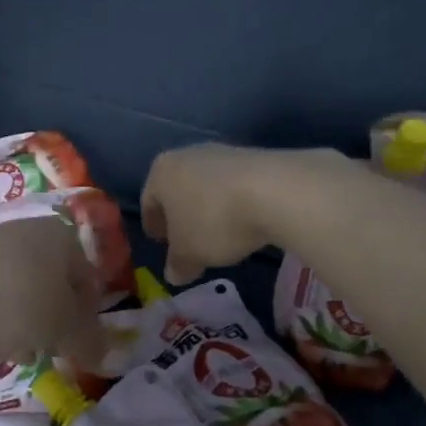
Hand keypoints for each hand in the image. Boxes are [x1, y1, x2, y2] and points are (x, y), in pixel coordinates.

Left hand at [0, 216, 105, 365]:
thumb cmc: (17, 303)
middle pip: (55, 284)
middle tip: (50, 350)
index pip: (90, 279)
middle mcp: (31, 230)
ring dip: (27, 322)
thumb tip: (106, 353)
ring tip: (18, 351)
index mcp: (64, 237)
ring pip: (23, 289)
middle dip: (55, 321)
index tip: (80, 346)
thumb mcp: (64, 330)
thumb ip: (91, 342)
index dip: (90, 317)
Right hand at [142, 144, 337, 283]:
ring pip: (208, 186)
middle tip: (188, 241)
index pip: (149, 200)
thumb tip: (173, 273)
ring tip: (220, 235)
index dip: (153, 225)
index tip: (160, 243)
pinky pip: (236, 186)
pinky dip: (235, 203)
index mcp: (162, 172)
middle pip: (179, 189)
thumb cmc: (214, 221)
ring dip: (210, 209)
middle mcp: (188, 154)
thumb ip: (177, 264)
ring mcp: (224, 152)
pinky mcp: (256, 157)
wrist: (276, 191)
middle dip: (182, 215)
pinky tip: (246, 223)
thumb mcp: (189, 254)